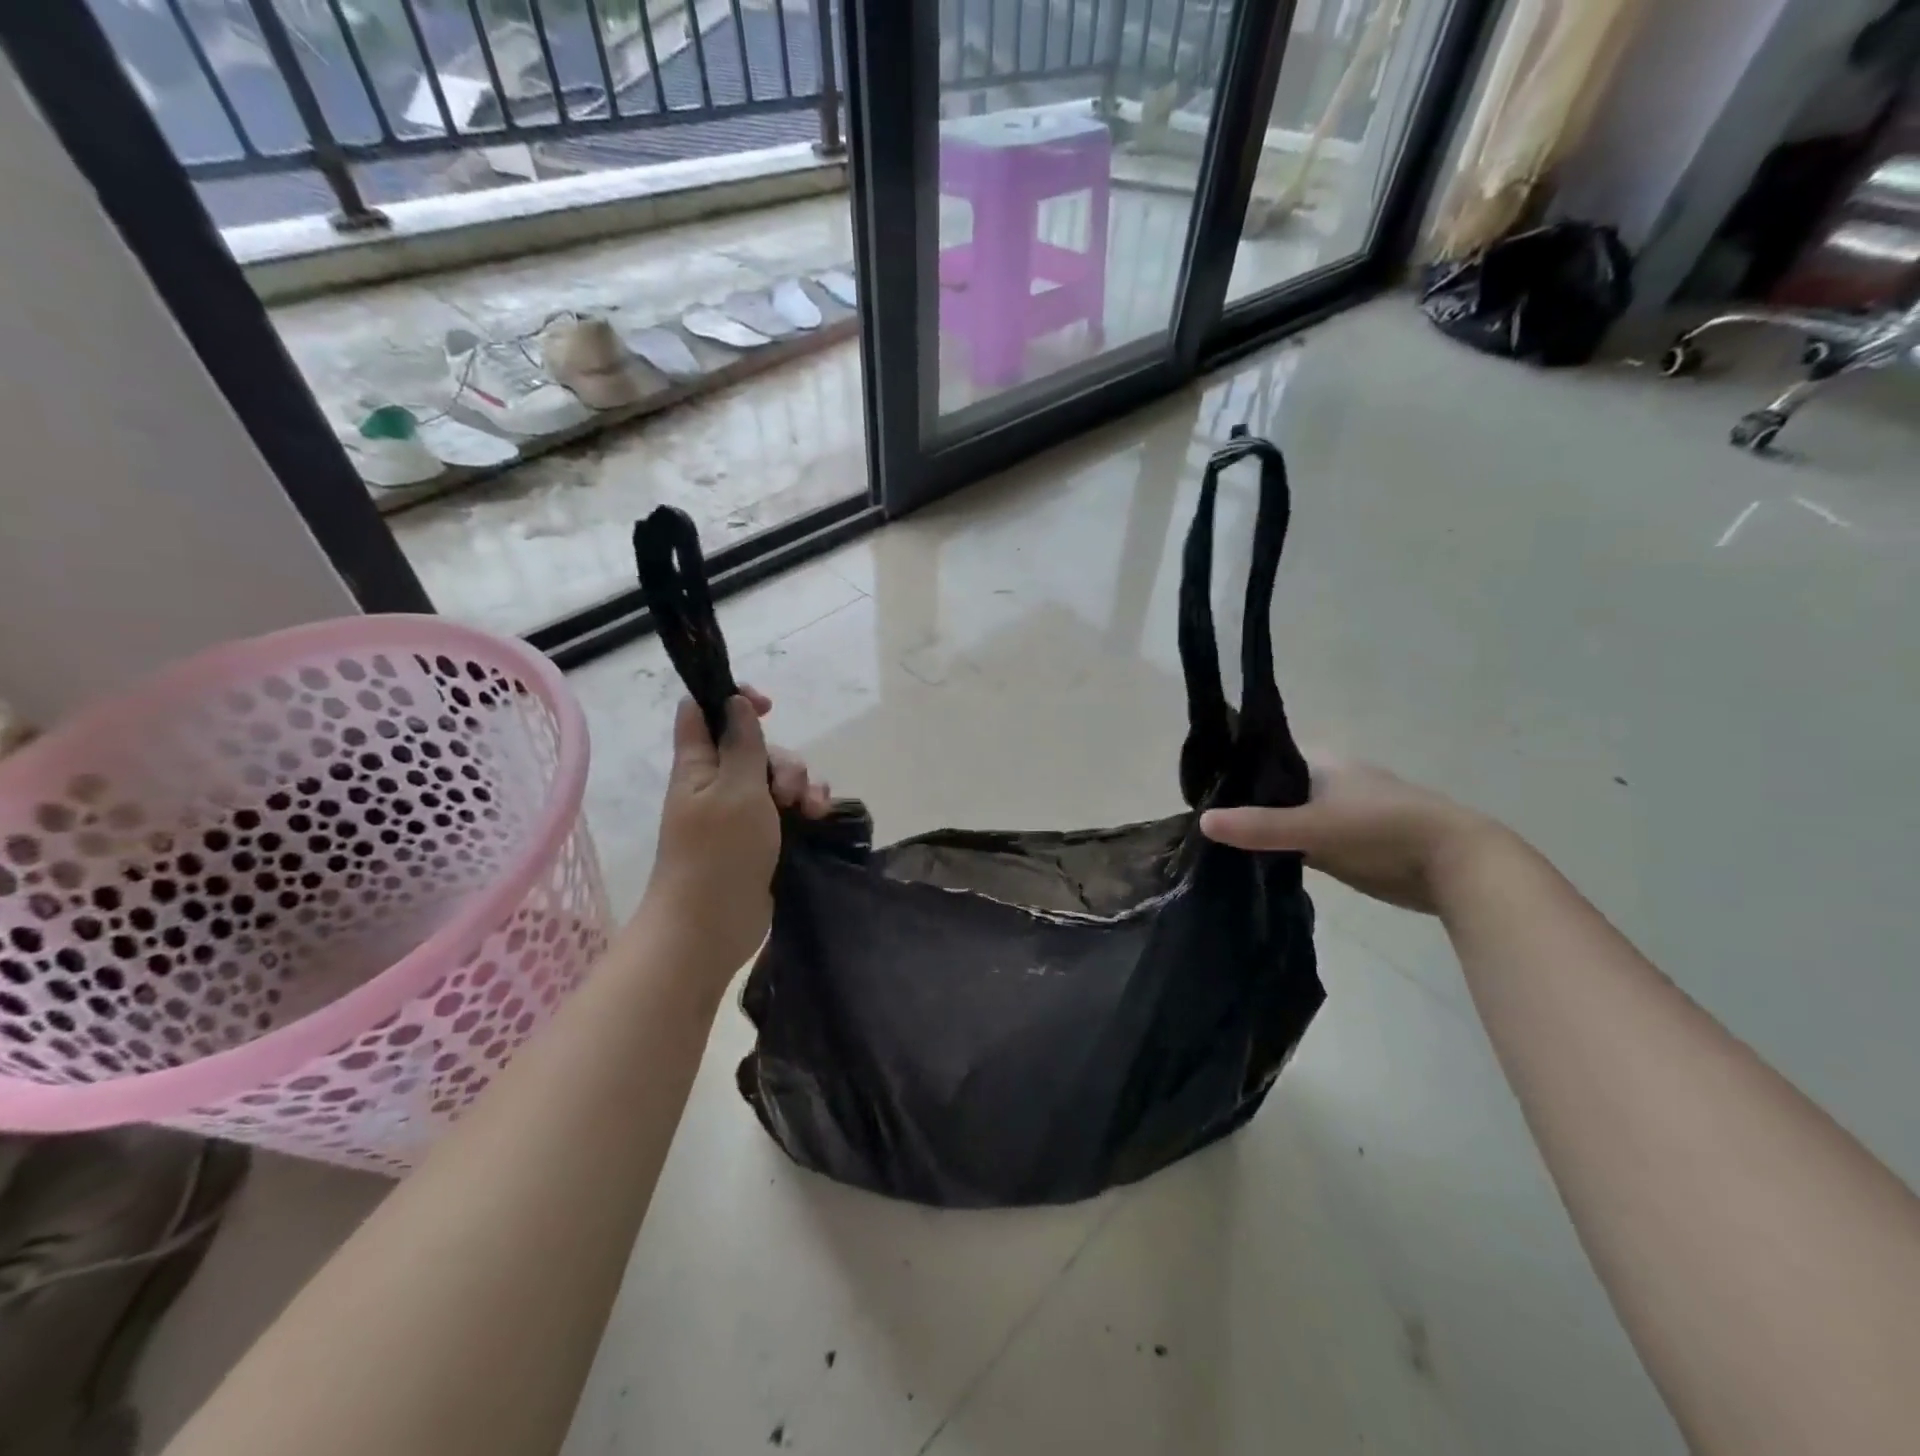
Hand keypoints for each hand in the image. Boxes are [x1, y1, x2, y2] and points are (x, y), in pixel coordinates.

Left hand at [643, 687, 829, 978]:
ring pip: (778, 778)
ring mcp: (740, 812)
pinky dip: (806, 807)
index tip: (767, 707)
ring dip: (802, 785)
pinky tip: (819, 818)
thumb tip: (736, 702)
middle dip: (783, 760)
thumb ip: (742, 742)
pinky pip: (788, 808)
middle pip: (754, 747)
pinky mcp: (762, 837)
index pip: (703, 711)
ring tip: (810, 810)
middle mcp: (718, 783)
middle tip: (787, 791)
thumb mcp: (736, 788)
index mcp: (698, 765)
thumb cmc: (718, 853)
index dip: (732, 699)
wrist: (711, 926)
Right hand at [1200, 761, 1505, 915]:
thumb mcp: (1317, 826)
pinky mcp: (1344, 846)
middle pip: (1270, 790)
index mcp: (1319, 762)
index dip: (1231, 769)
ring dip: (1259, 830)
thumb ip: (1261, 826)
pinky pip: (1299, 843)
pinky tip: (1250, 861)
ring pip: (1283, 818)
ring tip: (1215, 843)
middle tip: (1199, 821)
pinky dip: (1278, 850)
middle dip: (1240, 804)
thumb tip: (1202, 821)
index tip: (1198, 788)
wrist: (1457, 867)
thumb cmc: (1384, 829)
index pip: (1262, 757)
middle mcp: (1324, 783)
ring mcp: (1335, 815)